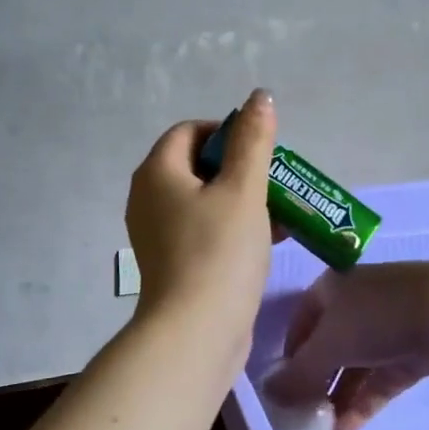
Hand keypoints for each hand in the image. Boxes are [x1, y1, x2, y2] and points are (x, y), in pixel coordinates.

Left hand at [125, 89, 277, 330]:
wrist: (196, 333)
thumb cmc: (219, 252)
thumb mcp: (244, 190)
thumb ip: (253, 141)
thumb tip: (258, 97)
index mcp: (157, 172)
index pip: (190, 131)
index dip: (227, 132)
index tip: (261, 153)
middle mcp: (148, 198)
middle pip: (197, 166)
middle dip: (240, 170)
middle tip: (274, 184)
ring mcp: (157, 234)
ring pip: (204, 201)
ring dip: (242, 201)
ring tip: (280, 213)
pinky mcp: (172, 263)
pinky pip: (203, 231)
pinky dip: (232, 228)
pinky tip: (268, 241)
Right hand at [261, 262, 428, 429]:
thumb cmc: (377, 317)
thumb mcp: (329, 345)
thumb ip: (298, 374)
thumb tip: (269, 395)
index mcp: (331, 289)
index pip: (300, 324)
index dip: (289, 356)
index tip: (282, 389)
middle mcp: (355, 304)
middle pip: (327, 348)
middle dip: (315, 383)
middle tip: (302, 416)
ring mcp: (385, 328)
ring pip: (354, 367)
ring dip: (337, 398)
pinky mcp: (409, 352)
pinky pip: (378, 380)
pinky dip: (362, 402)